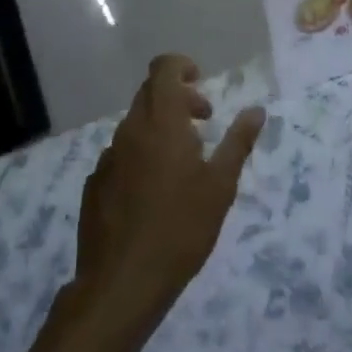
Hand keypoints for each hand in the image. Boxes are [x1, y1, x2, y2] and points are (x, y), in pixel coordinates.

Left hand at [71, 55, 263, 334]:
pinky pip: (121, 155)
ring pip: (135, 125)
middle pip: (149, 93)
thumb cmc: (180, 229)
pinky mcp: (94, 184)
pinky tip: (153, 195)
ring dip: (160, 129)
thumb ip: (237, 142)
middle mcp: (129, 130)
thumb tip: (256, 110)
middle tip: (203, 124)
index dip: (182, 66)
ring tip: (182, 165)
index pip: (163, 67)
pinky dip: (140, 157)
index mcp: (160, 121)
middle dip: (178, 99)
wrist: (121, 284)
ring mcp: (107, 157)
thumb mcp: (220, 186)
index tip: (201, 85)